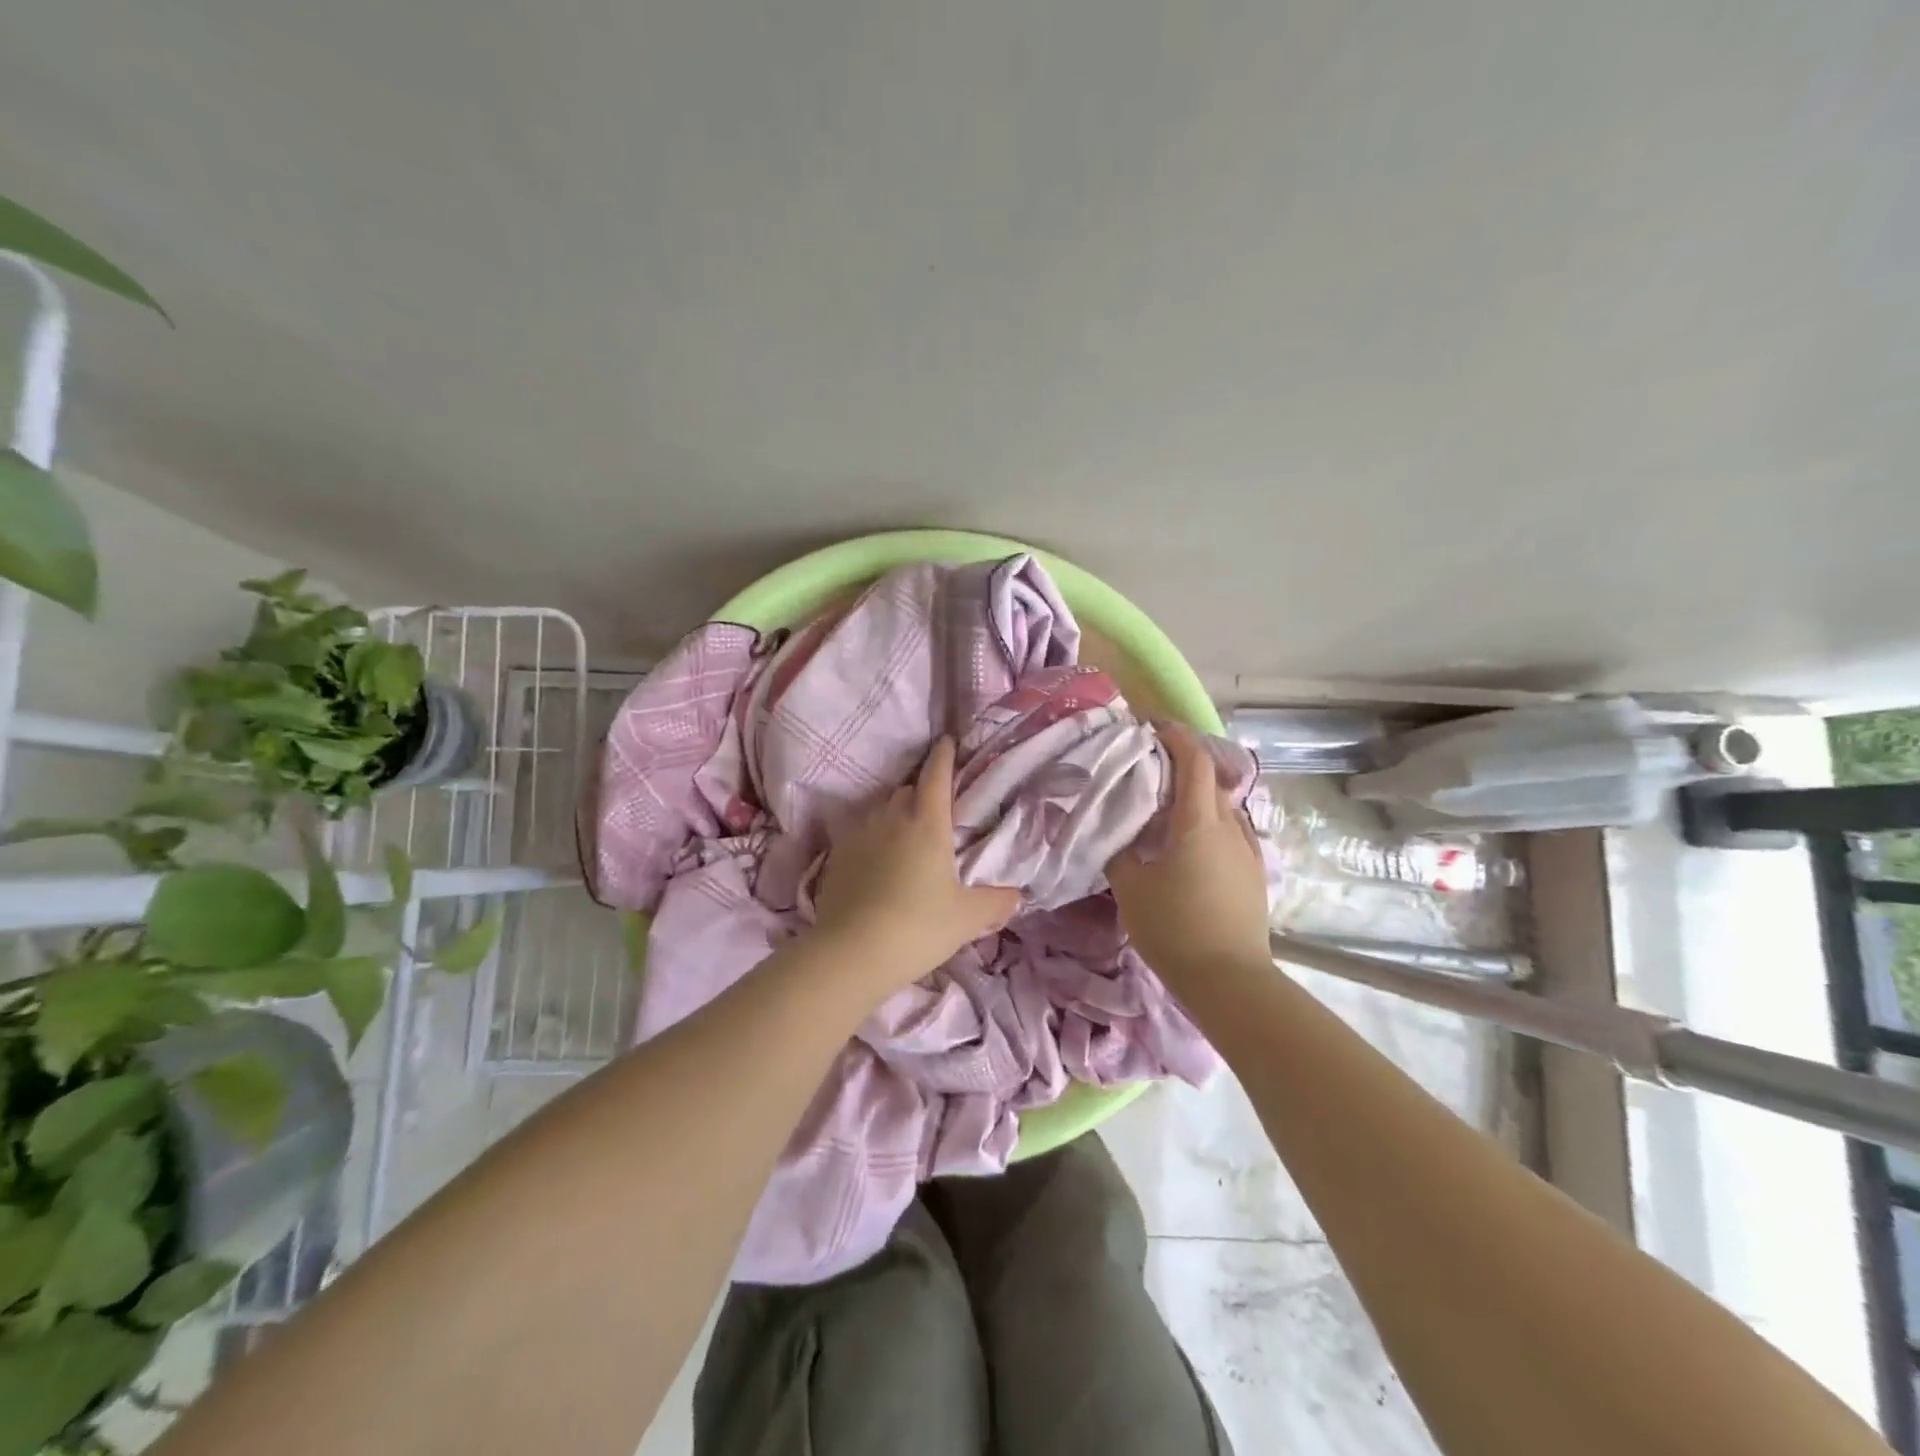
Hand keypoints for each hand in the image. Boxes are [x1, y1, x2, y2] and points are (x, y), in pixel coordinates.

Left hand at [813, 737, 1021, 984]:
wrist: (852, 953)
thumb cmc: (918, 927)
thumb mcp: (967, 918)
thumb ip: (995, 902)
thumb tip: (1015, 895)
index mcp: (927, 823)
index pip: (937, 775)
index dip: (944, 756)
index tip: (947, 741)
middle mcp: (891, 818)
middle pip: (906, 790)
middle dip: (920, 792)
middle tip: (933, 811)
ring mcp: (859, 835)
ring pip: (879, 810)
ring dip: (894, 815)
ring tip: (903, 838)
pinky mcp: (836, 857)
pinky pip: (858, 835)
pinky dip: (871, 840)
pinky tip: (875, 864)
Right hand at [1107, 723, 1270, 984]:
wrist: (1230, 981)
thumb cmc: (1175, 928)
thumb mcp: (1131, 888)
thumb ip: (1120, 852)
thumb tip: (1115, 832)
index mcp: (1198, 822)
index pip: (1194, 761)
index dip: (1176, 737)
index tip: (1152, 728)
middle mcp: (1229, 827)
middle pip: (1211, 779)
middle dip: (1184, 764)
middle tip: (1150, 768)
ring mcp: (1247, 851)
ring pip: (1223, 806)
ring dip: (1199, 795)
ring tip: (1169, 806)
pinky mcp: (1254, 874)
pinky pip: (1231, 832)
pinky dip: (1210, 822)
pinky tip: (1191, 843)